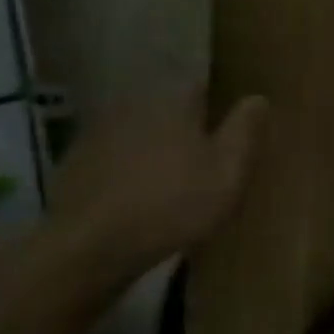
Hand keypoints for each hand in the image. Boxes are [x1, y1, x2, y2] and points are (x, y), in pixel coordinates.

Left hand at [48, 88, 267, 273]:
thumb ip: (245, 130)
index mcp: (173, 101)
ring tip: (172, 182)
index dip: (219, 106)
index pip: (203, 86)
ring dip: (156, 150)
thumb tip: (258, 97)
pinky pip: (115, 159)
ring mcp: (98, 133)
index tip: (230, 128)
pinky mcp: (76, 164)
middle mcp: (134, 105)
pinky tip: (138, 198)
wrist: (88, 247)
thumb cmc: (172, 203)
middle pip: (169, 110)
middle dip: (186, 129)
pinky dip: (128, 171)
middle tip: (204, 160)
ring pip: (140, 134)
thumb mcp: (228, 171)